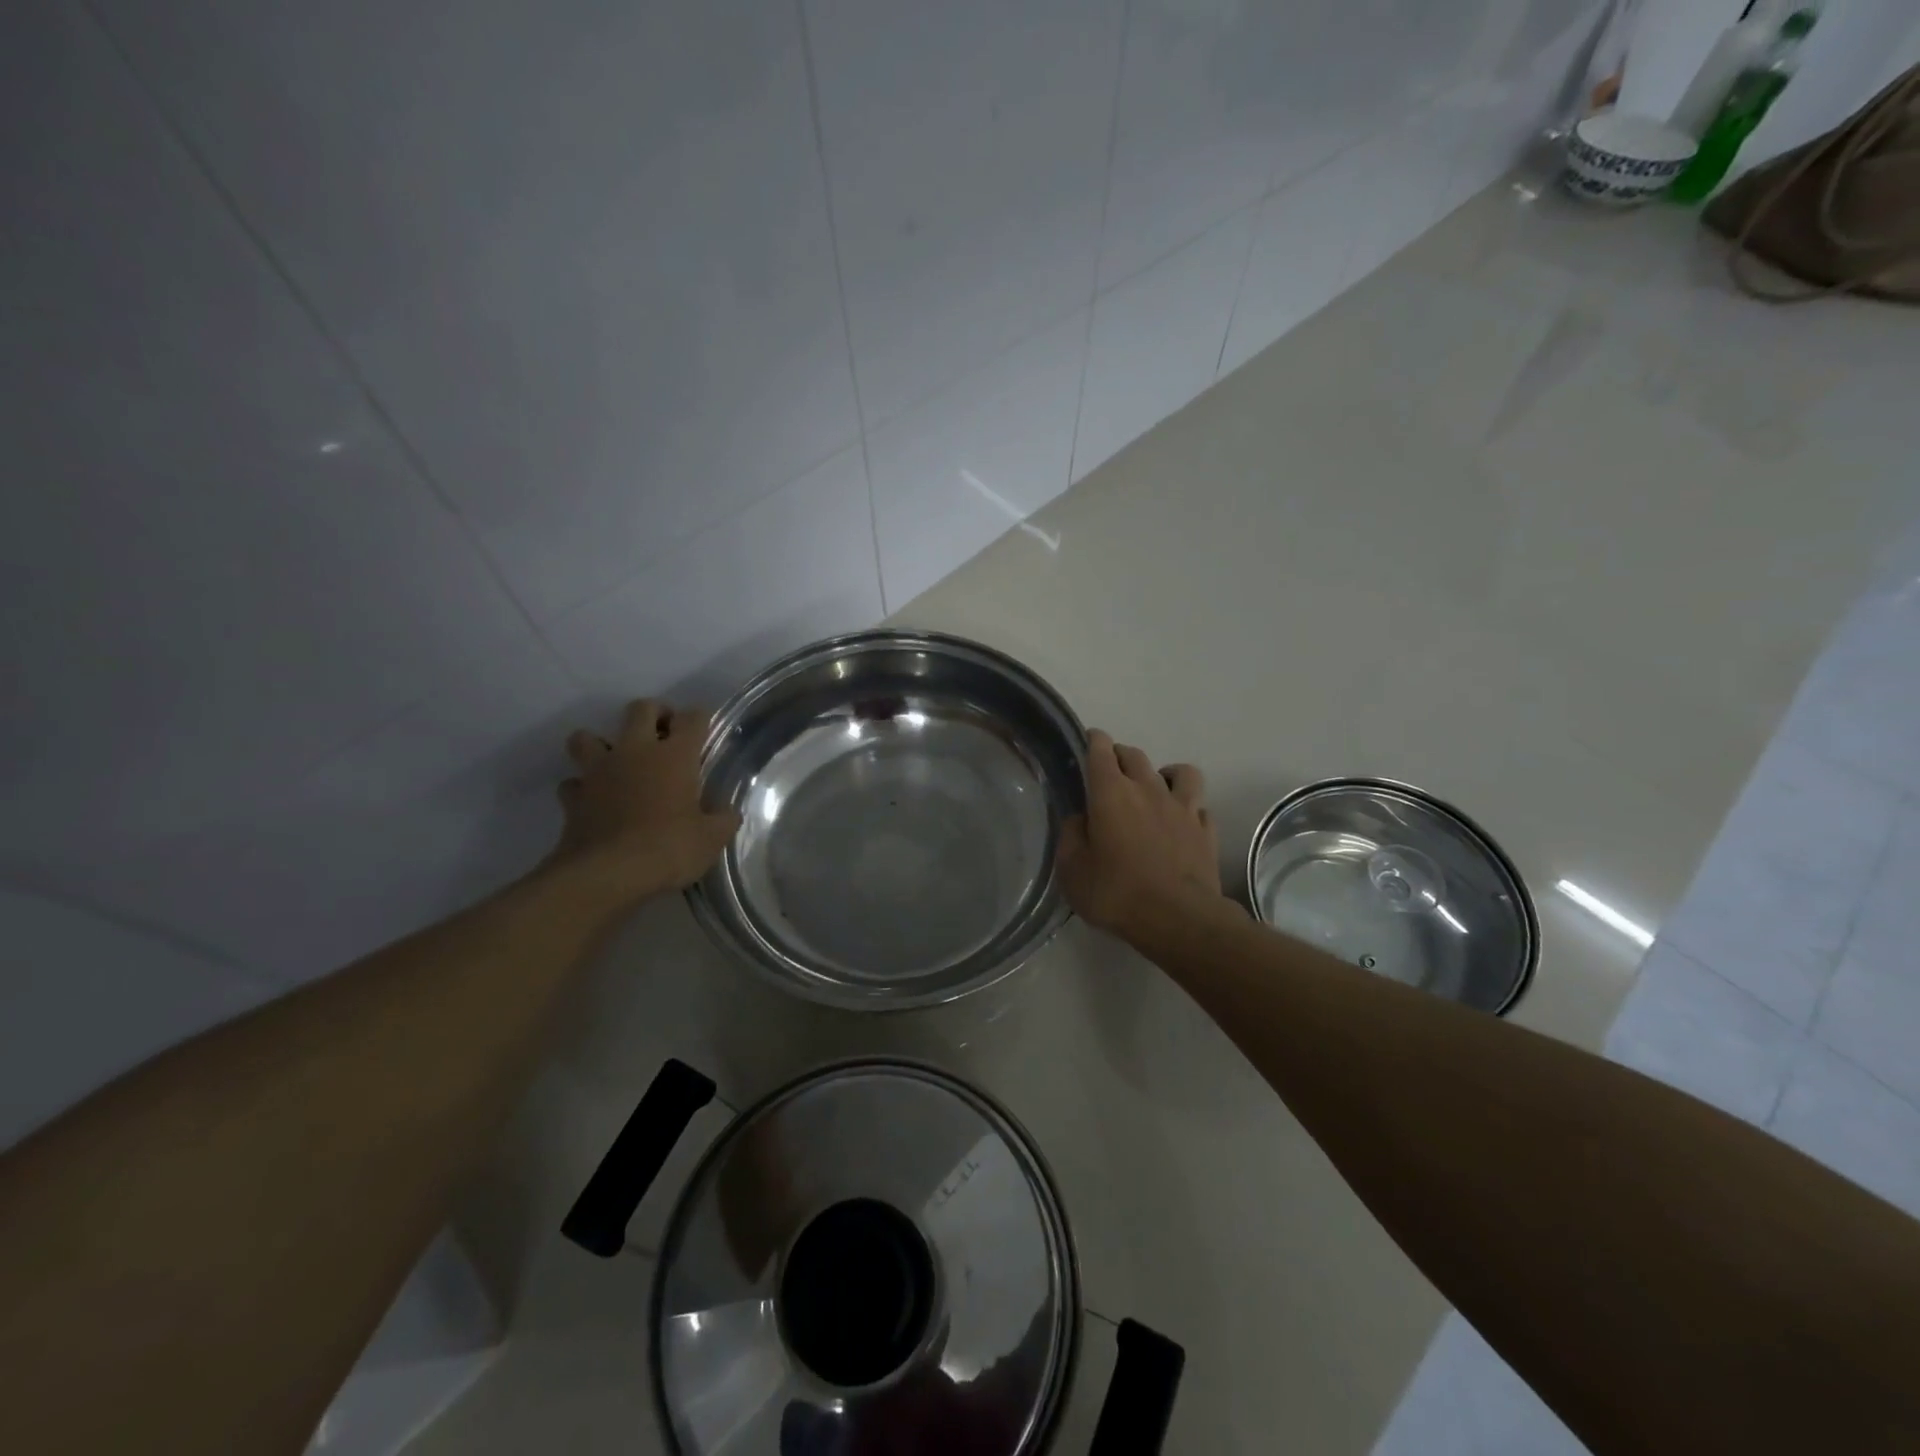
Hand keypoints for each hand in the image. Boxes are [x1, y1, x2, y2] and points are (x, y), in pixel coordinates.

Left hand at [548, 699, 741, 906]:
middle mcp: (635, 751)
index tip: (704, 732)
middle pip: (641, 709)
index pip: (692, 718)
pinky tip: (593, 800)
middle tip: (665, 736)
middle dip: (655, 714)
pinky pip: (573, 782)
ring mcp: (598, 771)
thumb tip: (727, 813)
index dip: (699, 719)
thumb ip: (722, 820)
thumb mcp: (711, 839)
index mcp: (675, 756)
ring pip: (588, 737)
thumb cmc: (668, 848)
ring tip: (618, 764)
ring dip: (602, 744)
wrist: (607, 874)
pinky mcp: (573, 797)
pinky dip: (582, 787)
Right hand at [1057, 730, 1238, 944]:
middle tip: (1111, 769)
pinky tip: (1182, 822)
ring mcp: (1183, 808)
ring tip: (1157, 787)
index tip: (1089, 740)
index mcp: (1111, 793)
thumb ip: (1071, 837)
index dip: (1093, 741)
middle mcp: (1148, 790)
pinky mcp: (1206, 830)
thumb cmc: (1116, 893)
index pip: (1101, 751)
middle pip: (1135, 755)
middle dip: (1120, 755)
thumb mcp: (1073, 870)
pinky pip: (1199, 806)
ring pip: (1180, 772)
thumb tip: (1080, 819)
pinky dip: (1189, 808)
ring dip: (1165, 773)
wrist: (1178, 919)